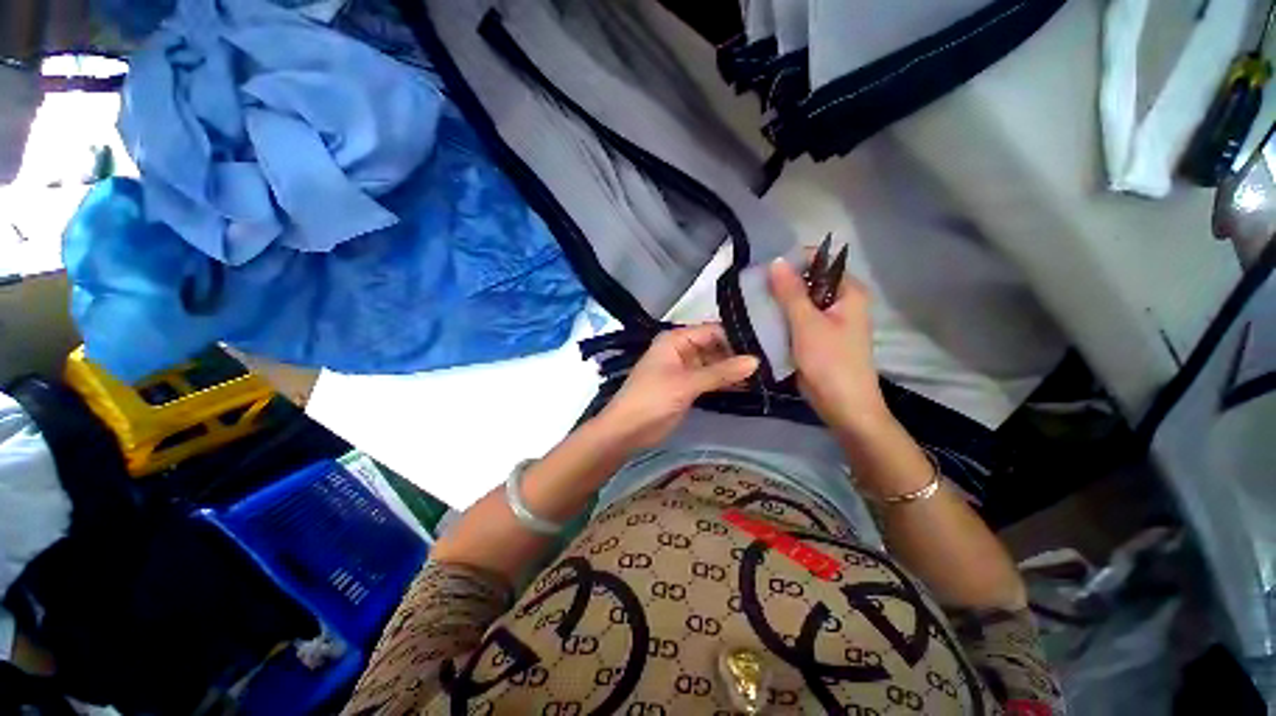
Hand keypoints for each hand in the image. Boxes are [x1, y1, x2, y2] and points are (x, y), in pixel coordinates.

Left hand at [595, 324, 759, 450]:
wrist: (628, 430)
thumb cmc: (652, 398)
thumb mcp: (686, 383)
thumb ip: (720, 372)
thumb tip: (756, 361)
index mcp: (675, 340)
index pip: (712, 331)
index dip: (736, 337)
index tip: (765, 344)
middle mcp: (682, 350)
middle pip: (715, 347)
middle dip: (737, 355)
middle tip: (771, 362)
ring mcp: (685, 370)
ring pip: (715, 365)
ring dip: (734, 370)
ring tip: (766, 374)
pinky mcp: (688, 388)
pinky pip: (711, 380)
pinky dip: (726, 383)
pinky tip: (748, 386)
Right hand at [769, 257, 888, 434]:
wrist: (842, 405)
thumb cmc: (830, 361)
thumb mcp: (807, 323)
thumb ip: (791, 292)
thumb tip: (776, 261)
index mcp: (848, 292)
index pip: (820, 262)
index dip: (793, 262)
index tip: (764, 271)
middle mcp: (840, 302)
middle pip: (808, 282)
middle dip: (781, 284)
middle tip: (753, 289)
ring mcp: (827, 321)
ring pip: (798, 302)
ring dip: (778, 303)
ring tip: (751, 303)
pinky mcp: (815, 337)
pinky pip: (795, 320)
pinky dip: (780, 319)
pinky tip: (760, 320)